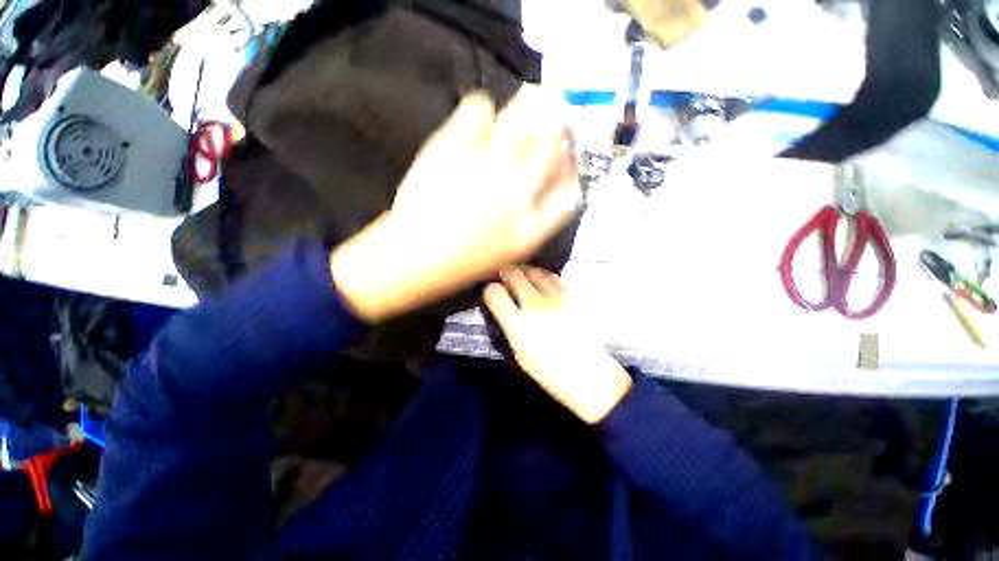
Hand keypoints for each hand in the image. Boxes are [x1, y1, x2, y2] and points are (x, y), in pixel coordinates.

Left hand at [331, 88, 580, 322]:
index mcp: (531, 228)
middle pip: (552, 146)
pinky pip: (478, 110)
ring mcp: (487, 169)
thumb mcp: (510, 252)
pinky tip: (478, 118)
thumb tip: (549, 183)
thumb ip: (537, 222)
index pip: (569, 189)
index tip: (566, 156)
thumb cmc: (463, 263)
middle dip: (556, 128)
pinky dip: (481, 109)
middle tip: (551, 116)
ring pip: (524, 121)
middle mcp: (517, 194)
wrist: (414, 257)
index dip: (571, 168)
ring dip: (530, 107)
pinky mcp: (454, 150)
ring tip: (527, 100)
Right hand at [484, 267, 632, 423]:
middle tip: (505, 272)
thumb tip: (504, 308)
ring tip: (522, 271)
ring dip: (525, 270)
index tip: (491, 290)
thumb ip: (510, 327)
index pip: (496, 295)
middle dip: (506, 272)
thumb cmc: (549, 370)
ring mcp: (556, 299)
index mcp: (519, 326)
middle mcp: (535, 307)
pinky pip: (555, 279)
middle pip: (515, 277)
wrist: (588, 374)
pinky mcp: (572, 297)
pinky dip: (544, 275)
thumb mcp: (520, 353)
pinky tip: (543, 277)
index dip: (490, 290)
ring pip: (535, 274)